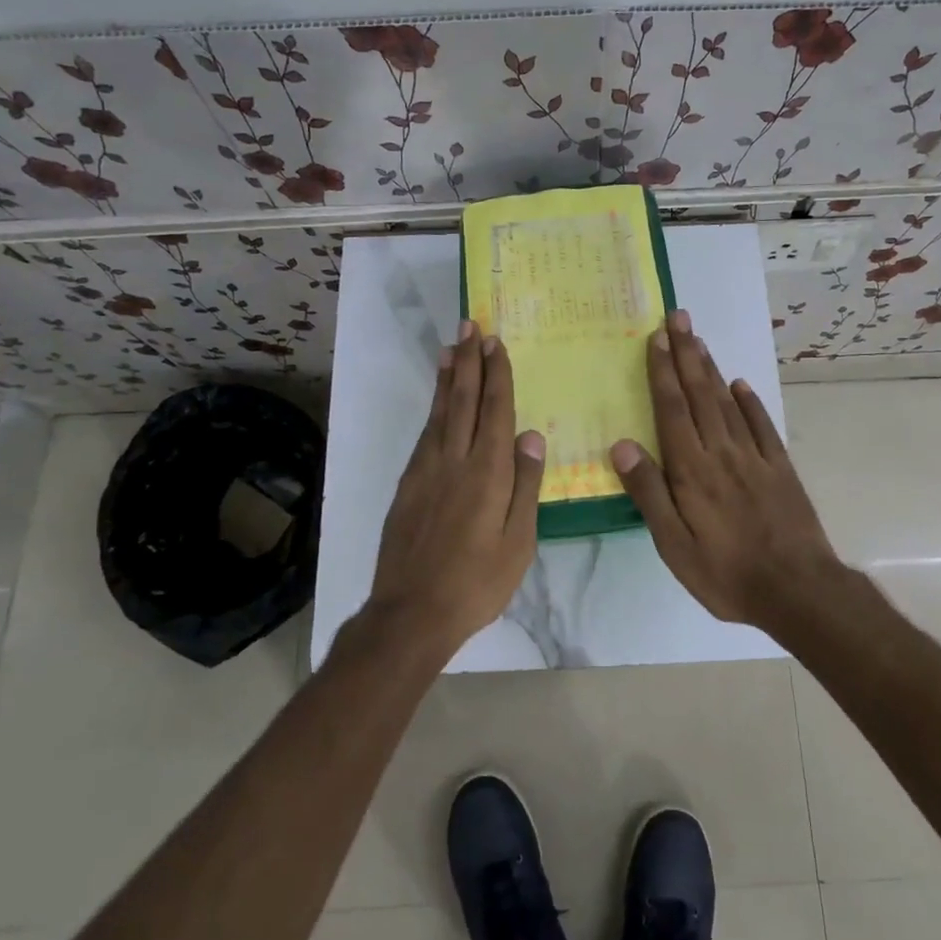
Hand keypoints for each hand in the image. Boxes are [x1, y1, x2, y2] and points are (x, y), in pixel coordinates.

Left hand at [367, 321, 545, 651]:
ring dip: (446, 378)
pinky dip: (432, 410)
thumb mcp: (518, 541)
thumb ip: (525, 485)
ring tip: (450, 348)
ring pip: (439, 413)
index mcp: (487, 473)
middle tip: (470, 326)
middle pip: (462, 401)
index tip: (495, 343)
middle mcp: (453, 461)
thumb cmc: (477, 582)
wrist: (411, 613)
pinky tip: (437, 403)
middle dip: (468, 361)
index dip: (496, 375)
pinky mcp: (407, 486)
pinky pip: (425, 435)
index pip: (494, 411)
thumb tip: (532, 436)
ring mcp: (425, 472)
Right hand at [610, 311, 846, 628]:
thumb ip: (648, 493)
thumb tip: (622, 445)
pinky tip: (741, 384)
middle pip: (700, 394)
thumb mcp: (674, 545)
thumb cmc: (725, 573)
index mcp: (691, 470)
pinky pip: (762, 426)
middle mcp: (722, 452)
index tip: (656, 338)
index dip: (662, 372)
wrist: (797, 589)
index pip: (672, 410)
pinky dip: (750, 401)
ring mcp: (755, 457)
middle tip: (678, 317)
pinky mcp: (780, 469)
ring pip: (728, 403)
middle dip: (686, 354)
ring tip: (699, 340)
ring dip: (712, 369)